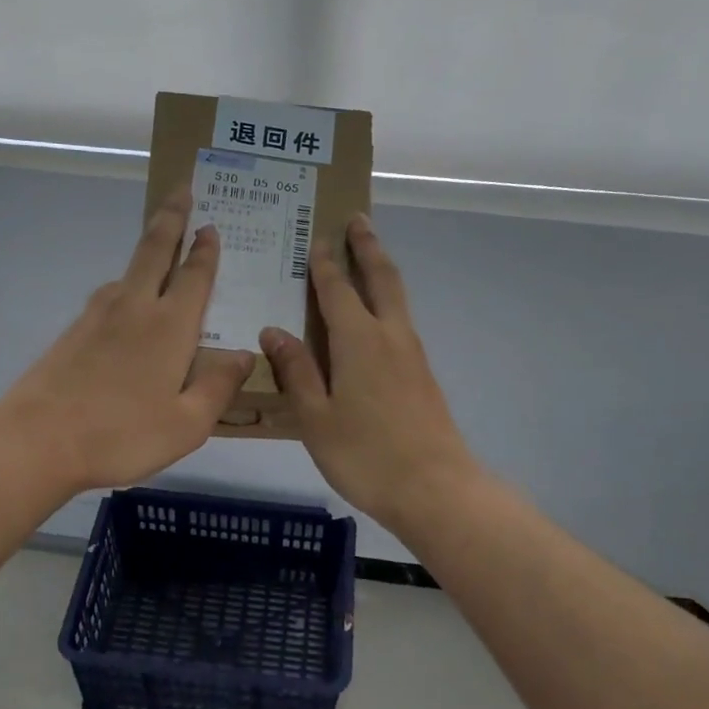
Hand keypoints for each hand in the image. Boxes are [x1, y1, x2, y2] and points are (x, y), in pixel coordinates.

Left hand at [0, 192, 252, 493]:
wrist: (36, 440)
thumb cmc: (121, 435)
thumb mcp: (186, 425)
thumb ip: (218, 387)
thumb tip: (245, 355)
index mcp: (170, 326)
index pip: (194, 276)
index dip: (205, 250)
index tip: (210, 225)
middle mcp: (135, 308)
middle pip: (155, 250)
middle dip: (171, 218)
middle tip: (182, 190)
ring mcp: (97, 316)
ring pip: (128, 271)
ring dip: (147, 250)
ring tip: (161, 247)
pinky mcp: (73, 332)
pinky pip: (110, 295)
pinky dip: (127, 284)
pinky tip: (127, 303)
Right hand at [261, 214, 481, 529]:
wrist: (434, 488)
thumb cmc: (366, 455)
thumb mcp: (316, 418)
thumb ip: (296, 372)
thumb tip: (274, 331)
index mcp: (359, 341)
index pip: (337, 290)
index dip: (324, 264)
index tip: (316, 238)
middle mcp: (390, 336)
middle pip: (381, 279)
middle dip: (367, 247)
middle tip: (357, 220)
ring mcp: (412, 355)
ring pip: (397, 298)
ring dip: (382, 270)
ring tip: (368, 256)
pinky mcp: (423, 375)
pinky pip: (401, 322)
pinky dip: (388, 302)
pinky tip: (377, 318)